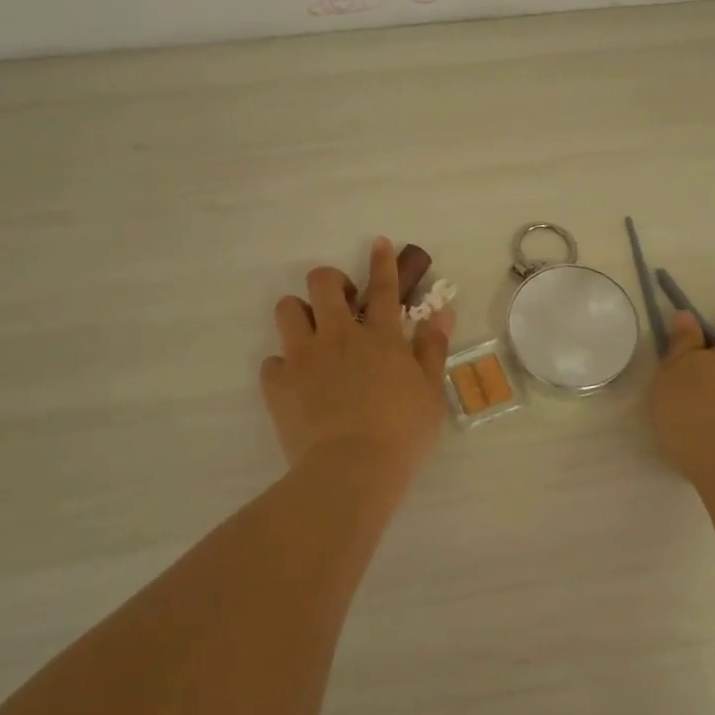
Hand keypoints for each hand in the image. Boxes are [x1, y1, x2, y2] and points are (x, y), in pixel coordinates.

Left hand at [260, 238, 455, 481]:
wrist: (351, 471)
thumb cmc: (402, 433)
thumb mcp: (431, 391)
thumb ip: (433, 348)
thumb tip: (442, 312)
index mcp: (380, 337)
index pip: (383, 287)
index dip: (382, 261)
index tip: (378, 242)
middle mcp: (338, 336)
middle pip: (322, 282)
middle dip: (330, 282)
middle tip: (341, 305)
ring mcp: (304, 357)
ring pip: (287, 309)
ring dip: (300, 315)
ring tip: (312, 337)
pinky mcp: (278, 384)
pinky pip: (272, 361)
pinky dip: (284, 367)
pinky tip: (297, 384)